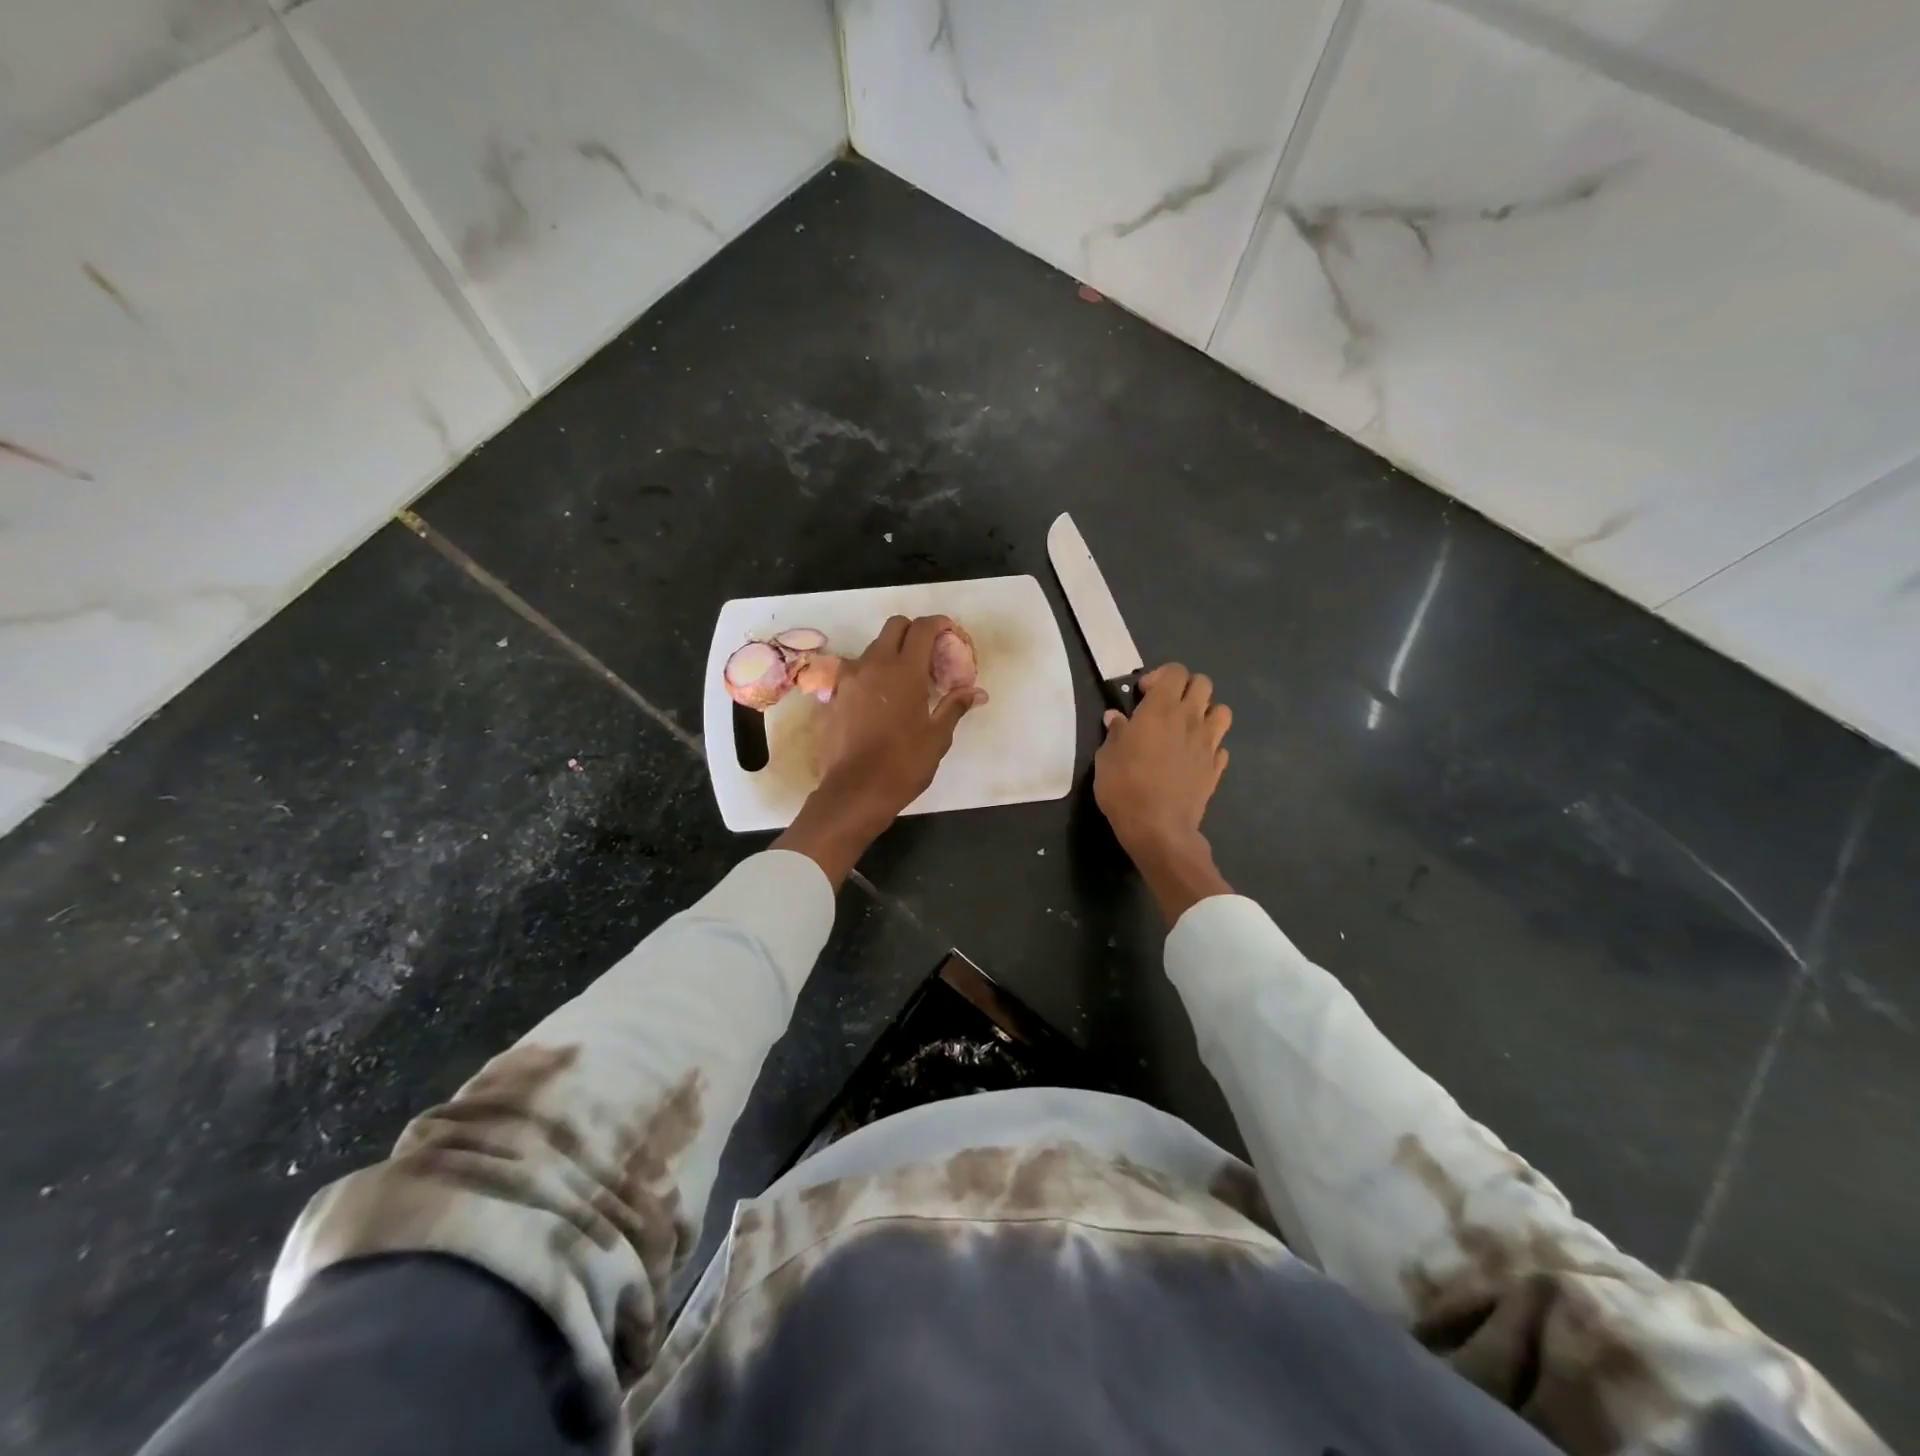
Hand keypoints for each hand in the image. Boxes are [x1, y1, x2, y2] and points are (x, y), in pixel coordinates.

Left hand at [774, 615, 984, 884]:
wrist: (855, 791)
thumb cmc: (903, 764)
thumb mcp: (937, 736)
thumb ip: (955, 706)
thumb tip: (977, 692)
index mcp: (904, 670)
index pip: (922, 628)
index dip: (939, 624)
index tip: (950, 632)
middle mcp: (874, 665)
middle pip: (894, 627)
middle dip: (914, 631)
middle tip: (929, 653)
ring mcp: (850, 678)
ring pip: (873, 648)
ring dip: (892, 652)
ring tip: (907, 678)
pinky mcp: (835, 695)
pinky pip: (857, 671)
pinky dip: (873, 673)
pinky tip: (883, 698)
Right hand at [1094, 663, 1234, 921]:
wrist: (1158, 828)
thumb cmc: (1125, 787)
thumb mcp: (1106, 757)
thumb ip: (1115, 732)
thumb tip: (1116, 718)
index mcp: (1161, 709)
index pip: (1175, 672)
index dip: (1159, 676)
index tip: (1142, 695)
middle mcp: (1190, 719)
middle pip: (1203, 683)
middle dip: (1185, 688)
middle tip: (1164, 707)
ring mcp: (1208, 743)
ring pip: (1222, 711)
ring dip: (1206, 713)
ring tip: (1186, 728)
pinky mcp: (1216, 767)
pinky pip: (1220, 745)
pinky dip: (1209, 745)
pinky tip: (1193, 757)